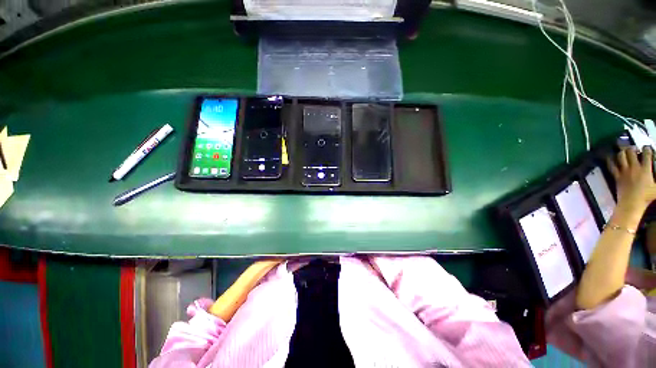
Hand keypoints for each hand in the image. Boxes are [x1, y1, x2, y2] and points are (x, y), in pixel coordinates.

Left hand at [608, 146, 655, 213]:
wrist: (632, 203)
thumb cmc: (646, 196)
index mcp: (645, 169)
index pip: (647, 154)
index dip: (646, 148)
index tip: (646, 147)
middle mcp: (634, 167)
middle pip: (631, 152)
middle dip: (631, 148)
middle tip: (633, 148)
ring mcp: (624, 171)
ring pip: (621, 157)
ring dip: (621, 152)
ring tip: (623, 151)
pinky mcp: (617, 176)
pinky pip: (611, 166)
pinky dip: (610, 160)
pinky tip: (609, 157)